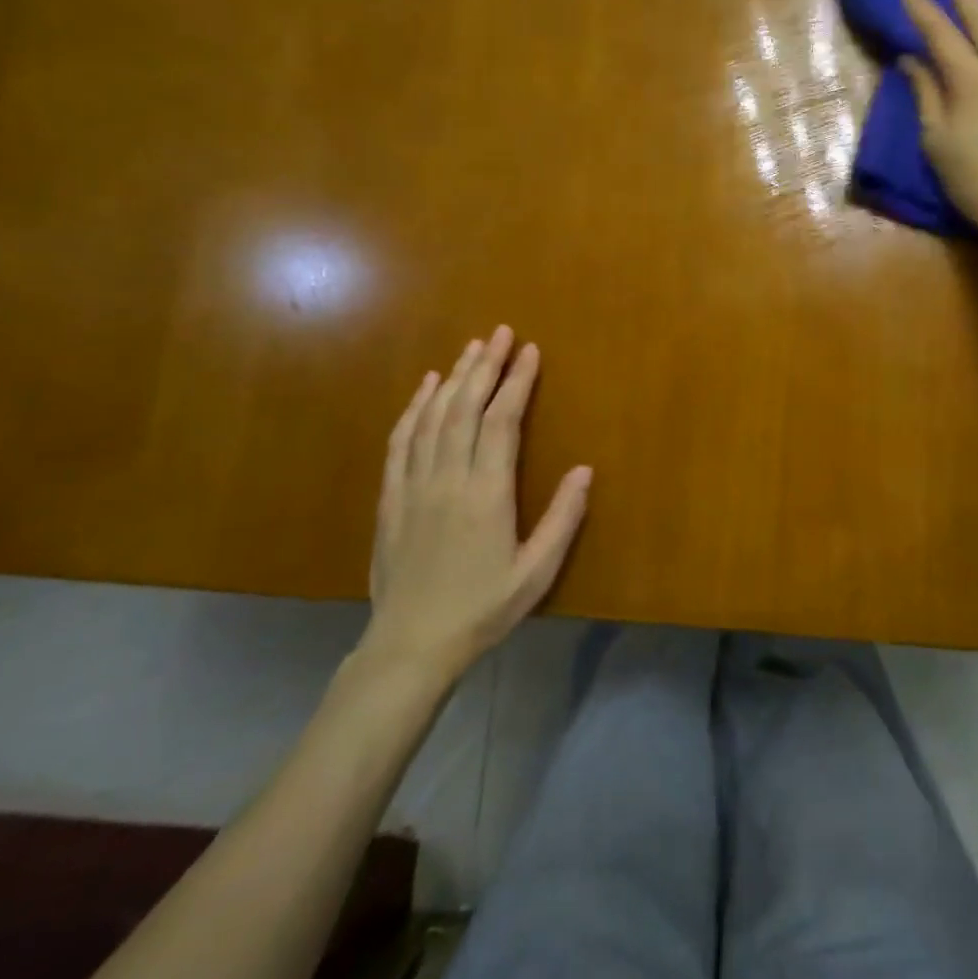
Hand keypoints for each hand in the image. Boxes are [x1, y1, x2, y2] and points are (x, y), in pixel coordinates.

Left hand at [362, 327, 589, 682]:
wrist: (410, 646)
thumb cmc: (482, 608)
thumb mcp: (536, 572)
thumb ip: (563, 519)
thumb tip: (585, 470)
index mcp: (487, 493)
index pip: (502, 421)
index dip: (517, 382)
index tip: (529, 351)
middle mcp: (448, 478)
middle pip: (465, 408)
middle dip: (485, 366)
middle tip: (500, 332)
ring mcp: (414, 485)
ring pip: (433, 417)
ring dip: (453, 377)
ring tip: (472, 348)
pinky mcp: (391, 497)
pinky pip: (401, 441)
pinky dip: (414, 408)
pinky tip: (425, 387)